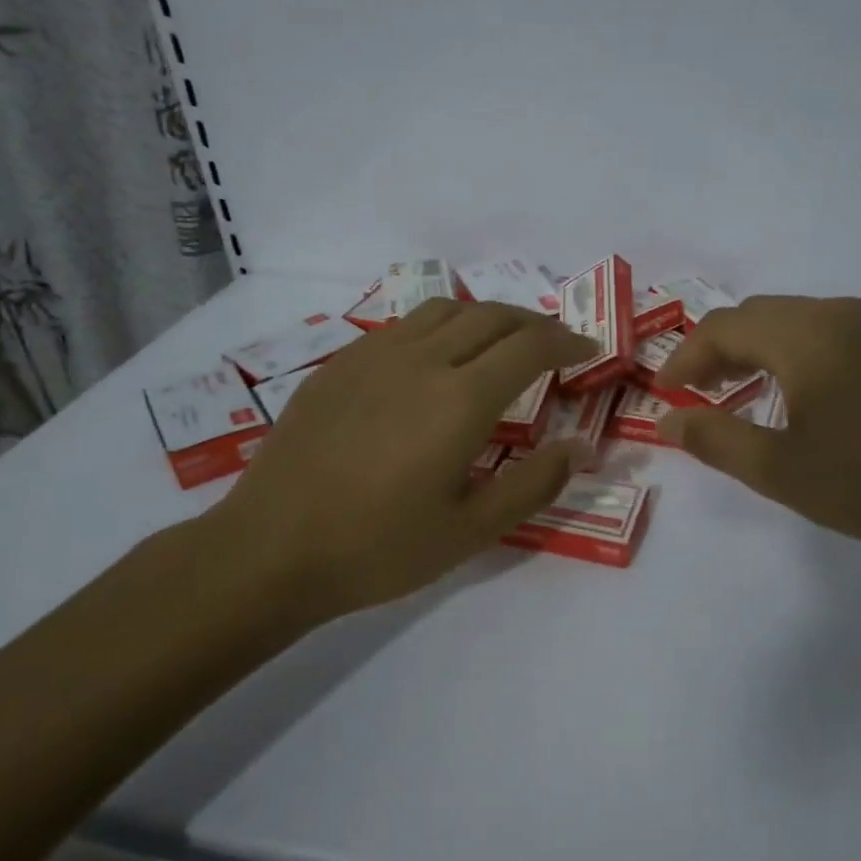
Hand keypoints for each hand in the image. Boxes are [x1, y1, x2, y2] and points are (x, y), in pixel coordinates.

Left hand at [199, 299, 597, 633]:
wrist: (271, 549)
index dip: (568, 342)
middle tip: (554, 345)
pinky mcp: (339, 364)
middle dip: (534, 324)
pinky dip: (439, 328)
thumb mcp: (472, 530)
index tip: (589, 349)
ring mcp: (374, 356)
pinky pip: (403, 326)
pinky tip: (435, 359)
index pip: (531, 347)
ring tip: (500, 342)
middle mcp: (422, 361)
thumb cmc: (379, 547)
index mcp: (461, 400)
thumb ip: (535, 484)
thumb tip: (582, 447)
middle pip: (491, 317)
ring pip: (444, 311)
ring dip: (486, 317)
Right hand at [654, 296, 860, 565]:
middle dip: (718, 349)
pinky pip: (830, 331)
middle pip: (758, 315)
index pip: (722, 328)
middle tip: (698, 392)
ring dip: (757, 348)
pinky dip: (795, 351)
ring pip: (795, 320)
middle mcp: (838, 314)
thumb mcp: (780, 471)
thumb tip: (667, 421)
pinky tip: (803, 392)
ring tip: (742, 391)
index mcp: (804, 337)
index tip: (667, 394)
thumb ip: (715, 440)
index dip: (685, 357)